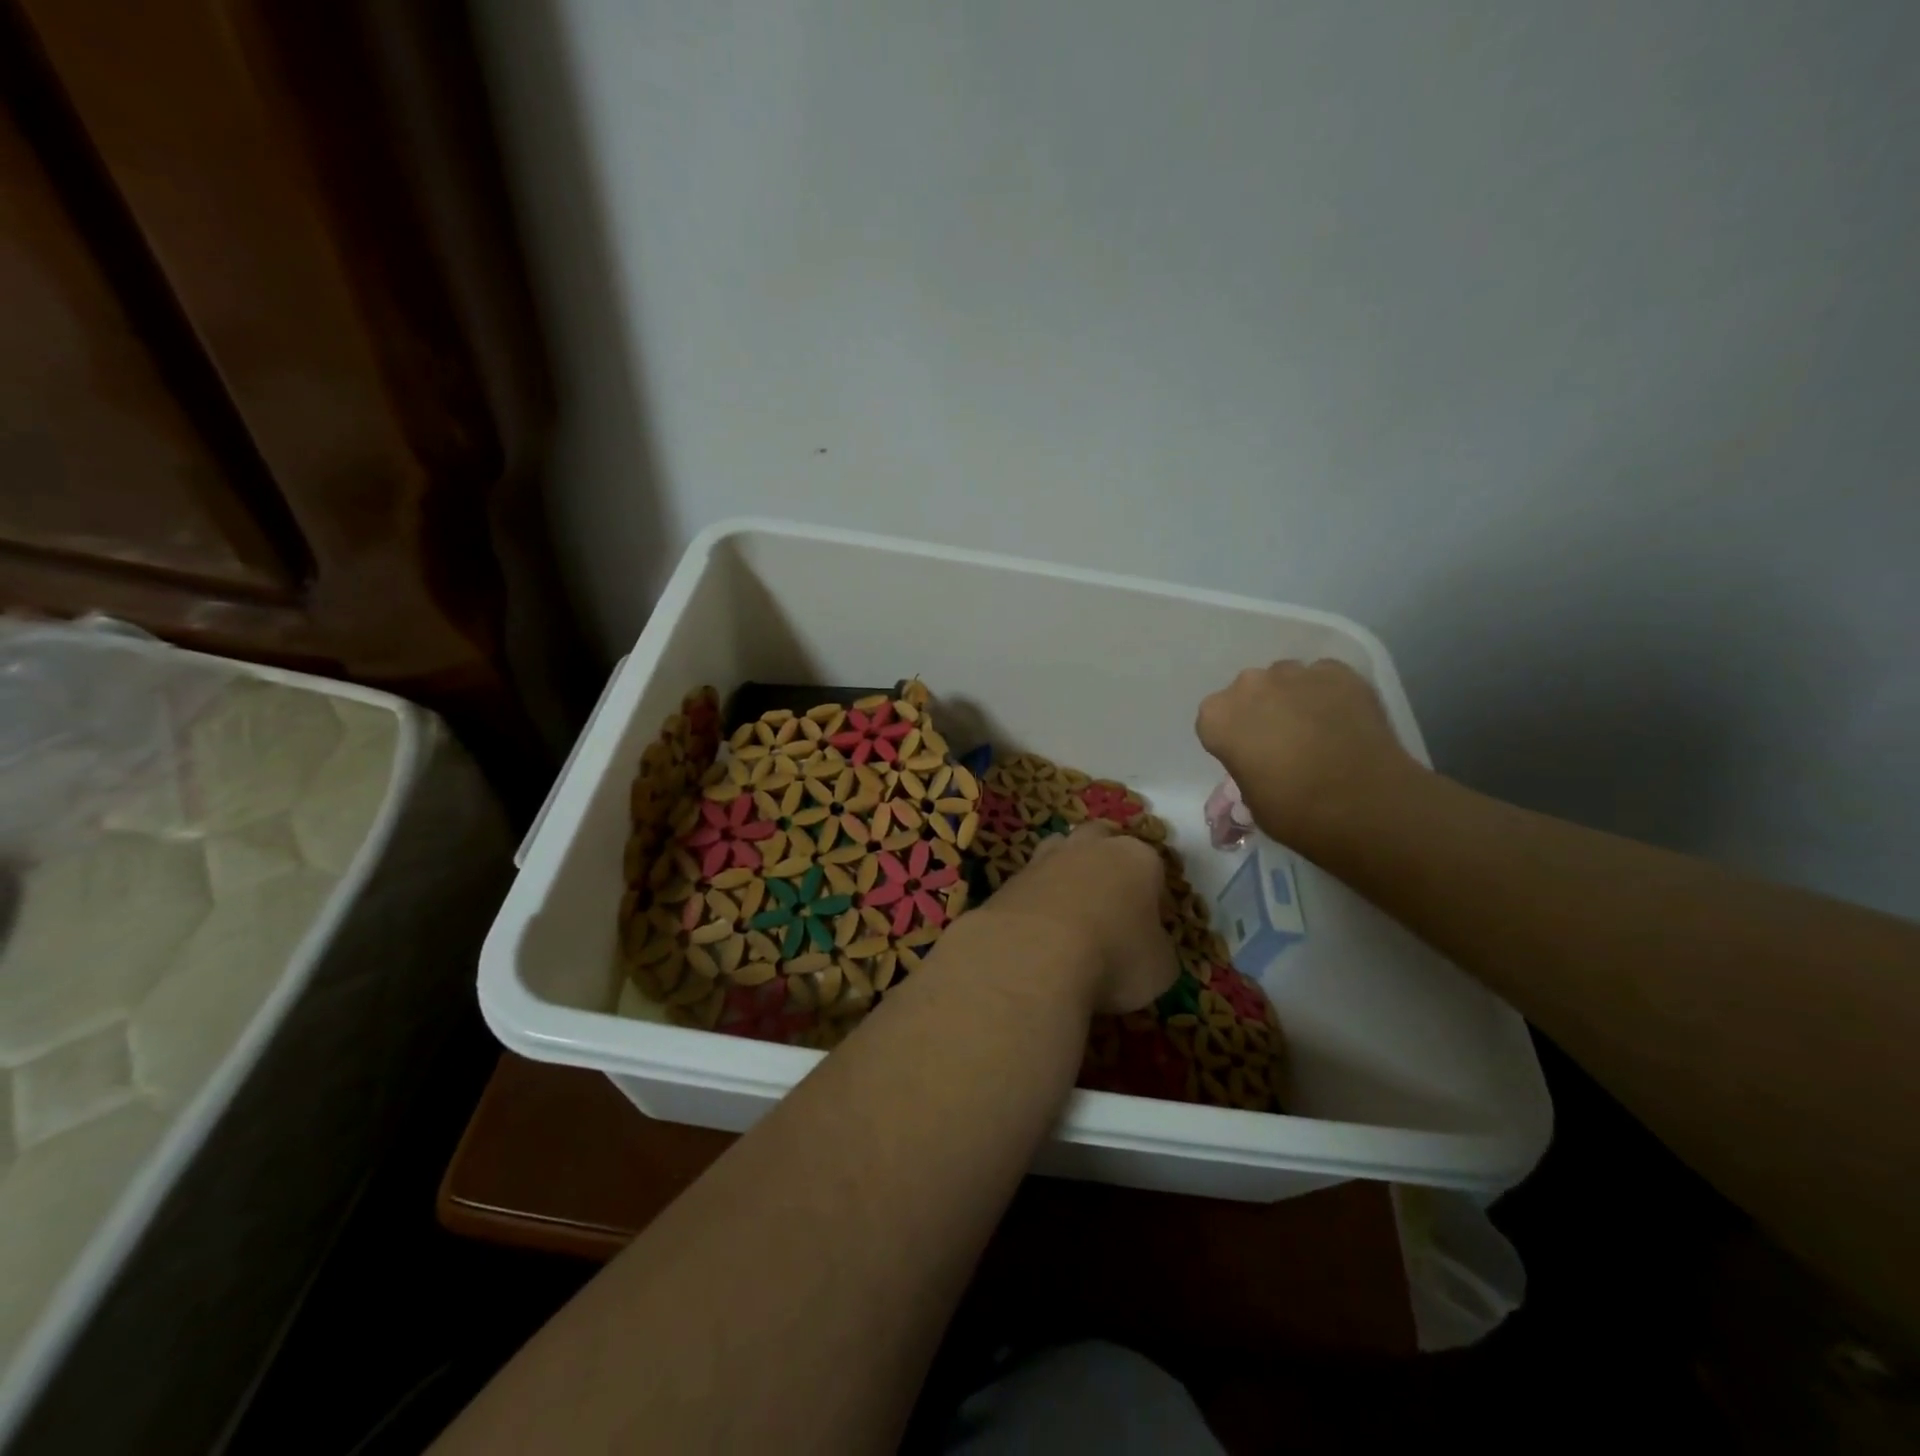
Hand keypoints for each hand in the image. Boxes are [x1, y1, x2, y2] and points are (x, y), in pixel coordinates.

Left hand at [979, 822, 1175, 1014]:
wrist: (1033, 955)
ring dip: (1066, 873)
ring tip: (1070, 912)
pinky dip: (1037, 899)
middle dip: (1106, 863)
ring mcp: (1045, 858)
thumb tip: (1149, 948)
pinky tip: (1038, 930)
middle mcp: (1090, 847)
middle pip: (1101, 840)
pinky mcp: (1009, 879)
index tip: (1149, 925)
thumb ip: (1157, 948)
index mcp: (1137, 858)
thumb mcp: (1160, 968)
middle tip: (1109, 904)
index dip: (1153, 896)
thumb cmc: (1114, 957)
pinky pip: (1031, 882)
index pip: (1153, 866)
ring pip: (1060, 851)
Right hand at [1195, 659, 1418, 846]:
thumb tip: (1263, 761)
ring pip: (1286, 679)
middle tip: (1284, 742)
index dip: (1233, 738)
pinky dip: (1329, 694)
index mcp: (1217, 717)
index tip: (1250, 756)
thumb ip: (1247, 765)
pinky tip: (1344, 721)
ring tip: (1317, 730)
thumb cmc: (1295, 812)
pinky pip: (1324, 678)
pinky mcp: (1338, 672)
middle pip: (1248, 692)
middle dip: (1261, 711)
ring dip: (1293, 699)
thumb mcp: (1251, 798)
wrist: (1365, 805)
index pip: (1214, 720)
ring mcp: (1295, 674)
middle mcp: (1249, 685)